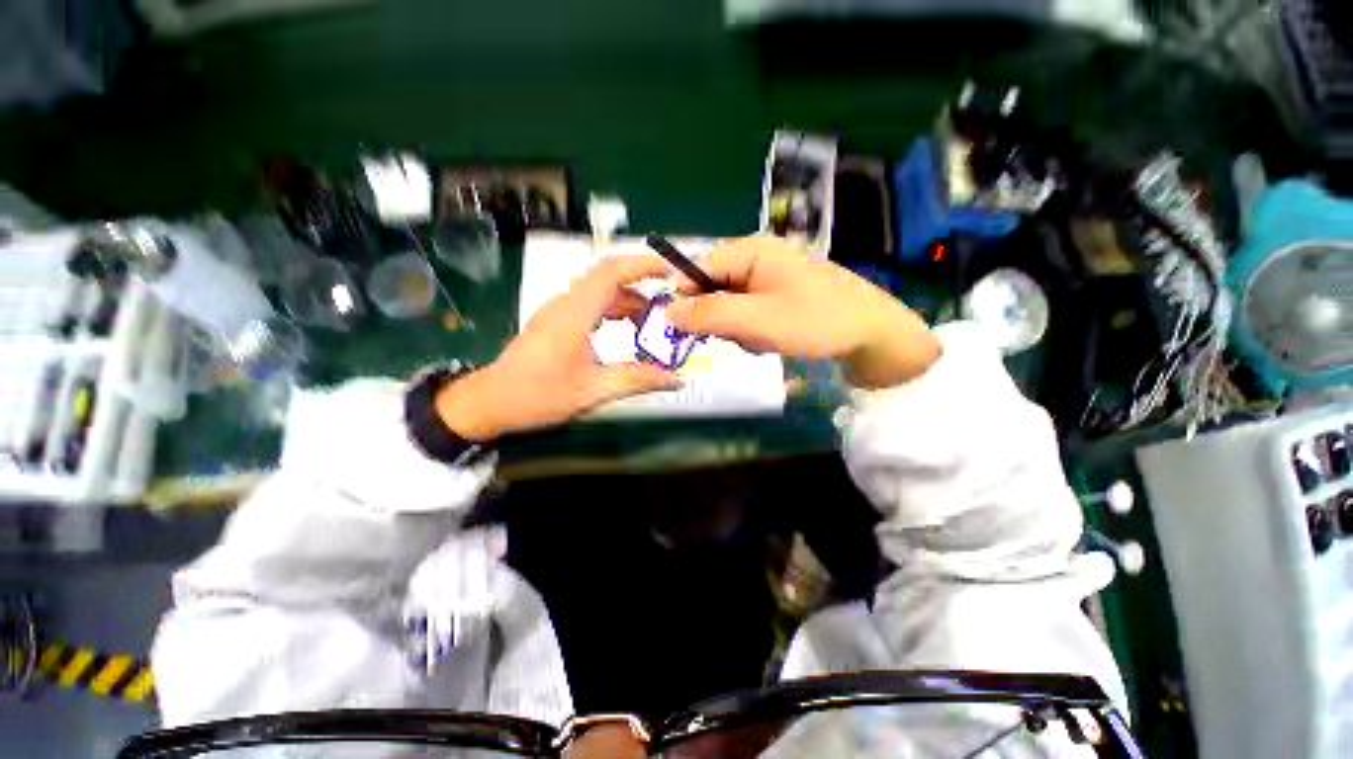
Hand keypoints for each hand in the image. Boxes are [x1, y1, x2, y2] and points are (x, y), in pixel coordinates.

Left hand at [434, 256, 680, 440]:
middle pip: (607, 278)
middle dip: (641, 283)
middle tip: (669, 301)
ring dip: (628, 299)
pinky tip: (627, 326)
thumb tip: (677, 379)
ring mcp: (559, 311)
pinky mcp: (556, 320)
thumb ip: (637, 380)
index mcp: (574, 314)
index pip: (610, 273)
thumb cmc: (539, 395)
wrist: (492, 402)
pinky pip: (591, 303)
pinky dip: (614, 308)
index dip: (641, 265)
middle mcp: (565, 304)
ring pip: (599, 290)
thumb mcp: (593, 390)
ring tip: (653, 319)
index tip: (670, 271)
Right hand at [666, 236, 940, 388]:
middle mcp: (756, 260)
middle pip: (712, 289)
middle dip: (720, 318)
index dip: (686, 298)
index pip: (697, 267)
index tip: (684, 329)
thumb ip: (710, 313)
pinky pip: (747, 315)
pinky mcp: (776, 298)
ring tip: (764, 339)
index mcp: (751, 251)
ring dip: (738, 329)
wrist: (873, 335)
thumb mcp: (758, 320)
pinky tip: (773, 340)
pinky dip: (753, 332)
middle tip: (740, 335)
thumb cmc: (817, 321)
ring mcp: (768, 280)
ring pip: (728, 307)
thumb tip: (667, 310)